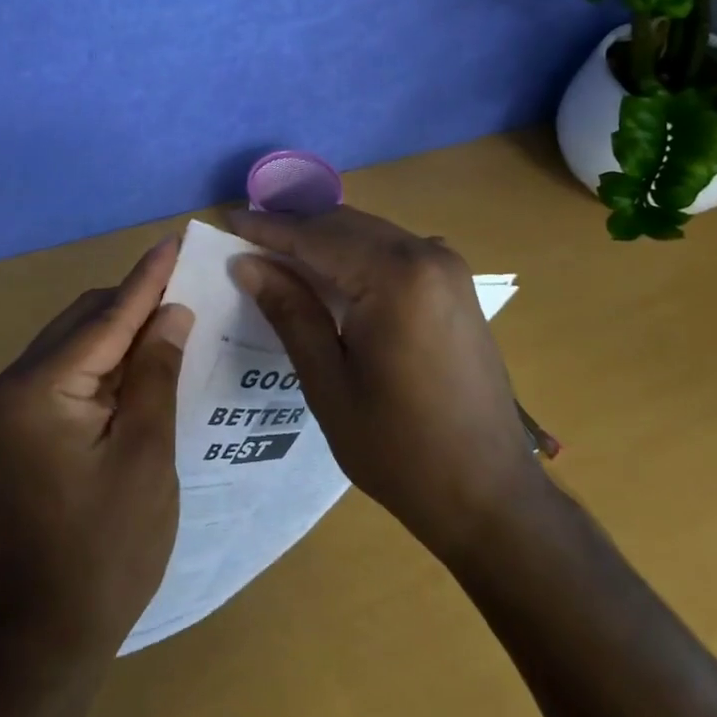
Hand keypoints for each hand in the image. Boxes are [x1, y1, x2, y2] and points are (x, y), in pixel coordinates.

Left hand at [0, 237, 193, 662]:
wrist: (52, 630)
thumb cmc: (110, 546)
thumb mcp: (147, 453)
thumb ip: (157, 371)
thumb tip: (172, 311)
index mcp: (39, 389)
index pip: (106, 317)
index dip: (147, 278)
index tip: (176, 240)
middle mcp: (16, 384)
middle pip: (87, 321)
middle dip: (137, 303)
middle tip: (190, 286)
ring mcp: (15, 405)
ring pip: (79, 341)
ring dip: (124, 330)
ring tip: (175, 317)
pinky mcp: (24, 424)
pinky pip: (72, 370)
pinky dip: (109, 360)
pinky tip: (144, 359)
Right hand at [226, 207, 540, 559]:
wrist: (490, 495)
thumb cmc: (400, 449)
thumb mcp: (329, 384)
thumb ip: (290, 312)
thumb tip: (247, 264)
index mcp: (396, 277)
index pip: (317, 237)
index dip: (269, 229)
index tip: (227, 221)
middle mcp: (427, 256)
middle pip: (346, 225)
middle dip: (295, 228)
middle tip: (246, 237)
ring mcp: (448, 268)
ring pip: (370, 233)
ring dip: (324, 239)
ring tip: (277, 252)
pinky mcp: (456, 285)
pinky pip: (395, 251)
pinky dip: (356, 253)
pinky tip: (330, 273)